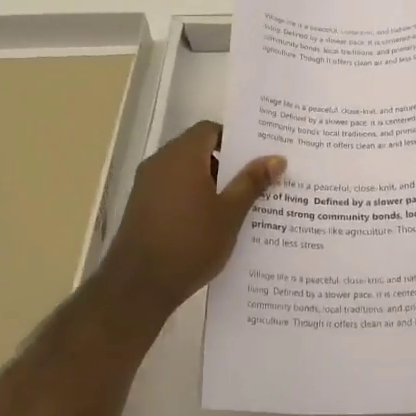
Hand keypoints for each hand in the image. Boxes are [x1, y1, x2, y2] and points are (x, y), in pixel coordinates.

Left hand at [101, 121, 285, 315]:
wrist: (138, 285)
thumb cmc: (190, 242)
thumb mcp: (230, 213)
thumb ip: (251, 182)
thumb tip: (277, 157)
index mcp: (182, 155)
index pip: (210, 130)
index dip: (234, 140)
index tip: (256, 157)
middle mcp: (160, 162)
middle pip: (197, 149)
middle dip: (226, 164)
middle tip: (255, 180)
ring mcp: (146, 185)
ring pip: (185, 172)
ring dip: (209, 183)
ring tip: (237, 204)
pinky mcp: (140, 207)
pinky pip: (172, 190)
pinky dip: (191, 197)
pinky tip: (211, 223)